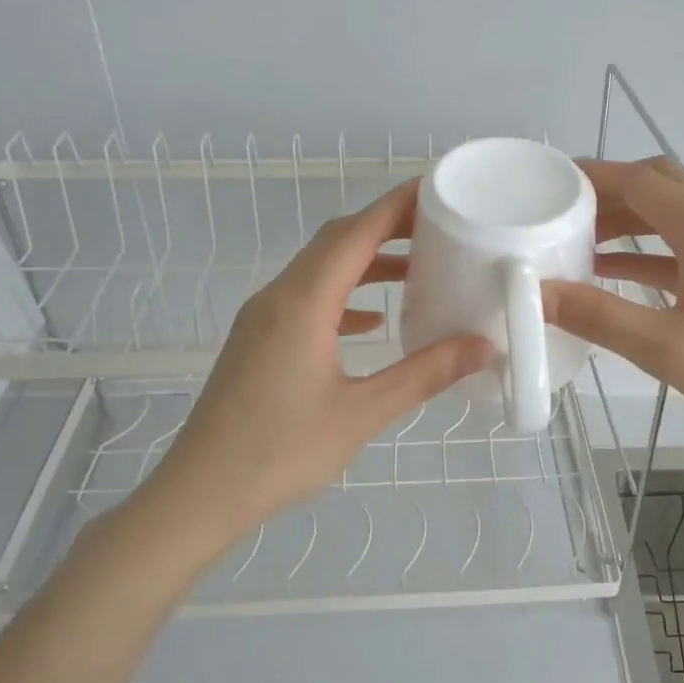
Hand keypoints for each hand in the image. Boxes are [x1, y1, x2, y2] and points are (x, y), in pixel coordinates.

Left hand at [145, 181, 492, 534]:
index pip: (354, 234)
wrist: (201, 493)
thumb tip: (482, 348)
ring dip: (364, 262)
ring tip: (415, 270)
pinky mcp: (256, 340)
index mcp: (303, 303)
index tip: (435, 190)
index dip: (395, 206)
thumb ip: (424, 374)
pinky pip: (306, 299)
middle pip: (335, 242)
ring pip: (318, 270)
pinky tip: (372, 322)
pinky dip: (343, 297)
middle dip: (384, 227)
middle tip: (436, 227)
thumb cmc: (282, 452)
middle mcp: (278, 297)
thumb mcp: (363, 413)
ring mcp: (262, 318)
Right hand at [544, 158, 683, 453]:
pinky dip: (650, 252)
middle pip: (659, 186)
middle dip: (608, 194)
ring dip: (628, 222)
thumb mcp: (669, 348)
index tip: (546, 185)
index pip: (640, 179)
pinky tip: (619, 277)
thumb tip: (536, 293)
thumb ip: (599, 317)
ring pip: (674, 215)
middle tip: (560, 215)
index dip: (591, 176)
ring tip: (577, 245)